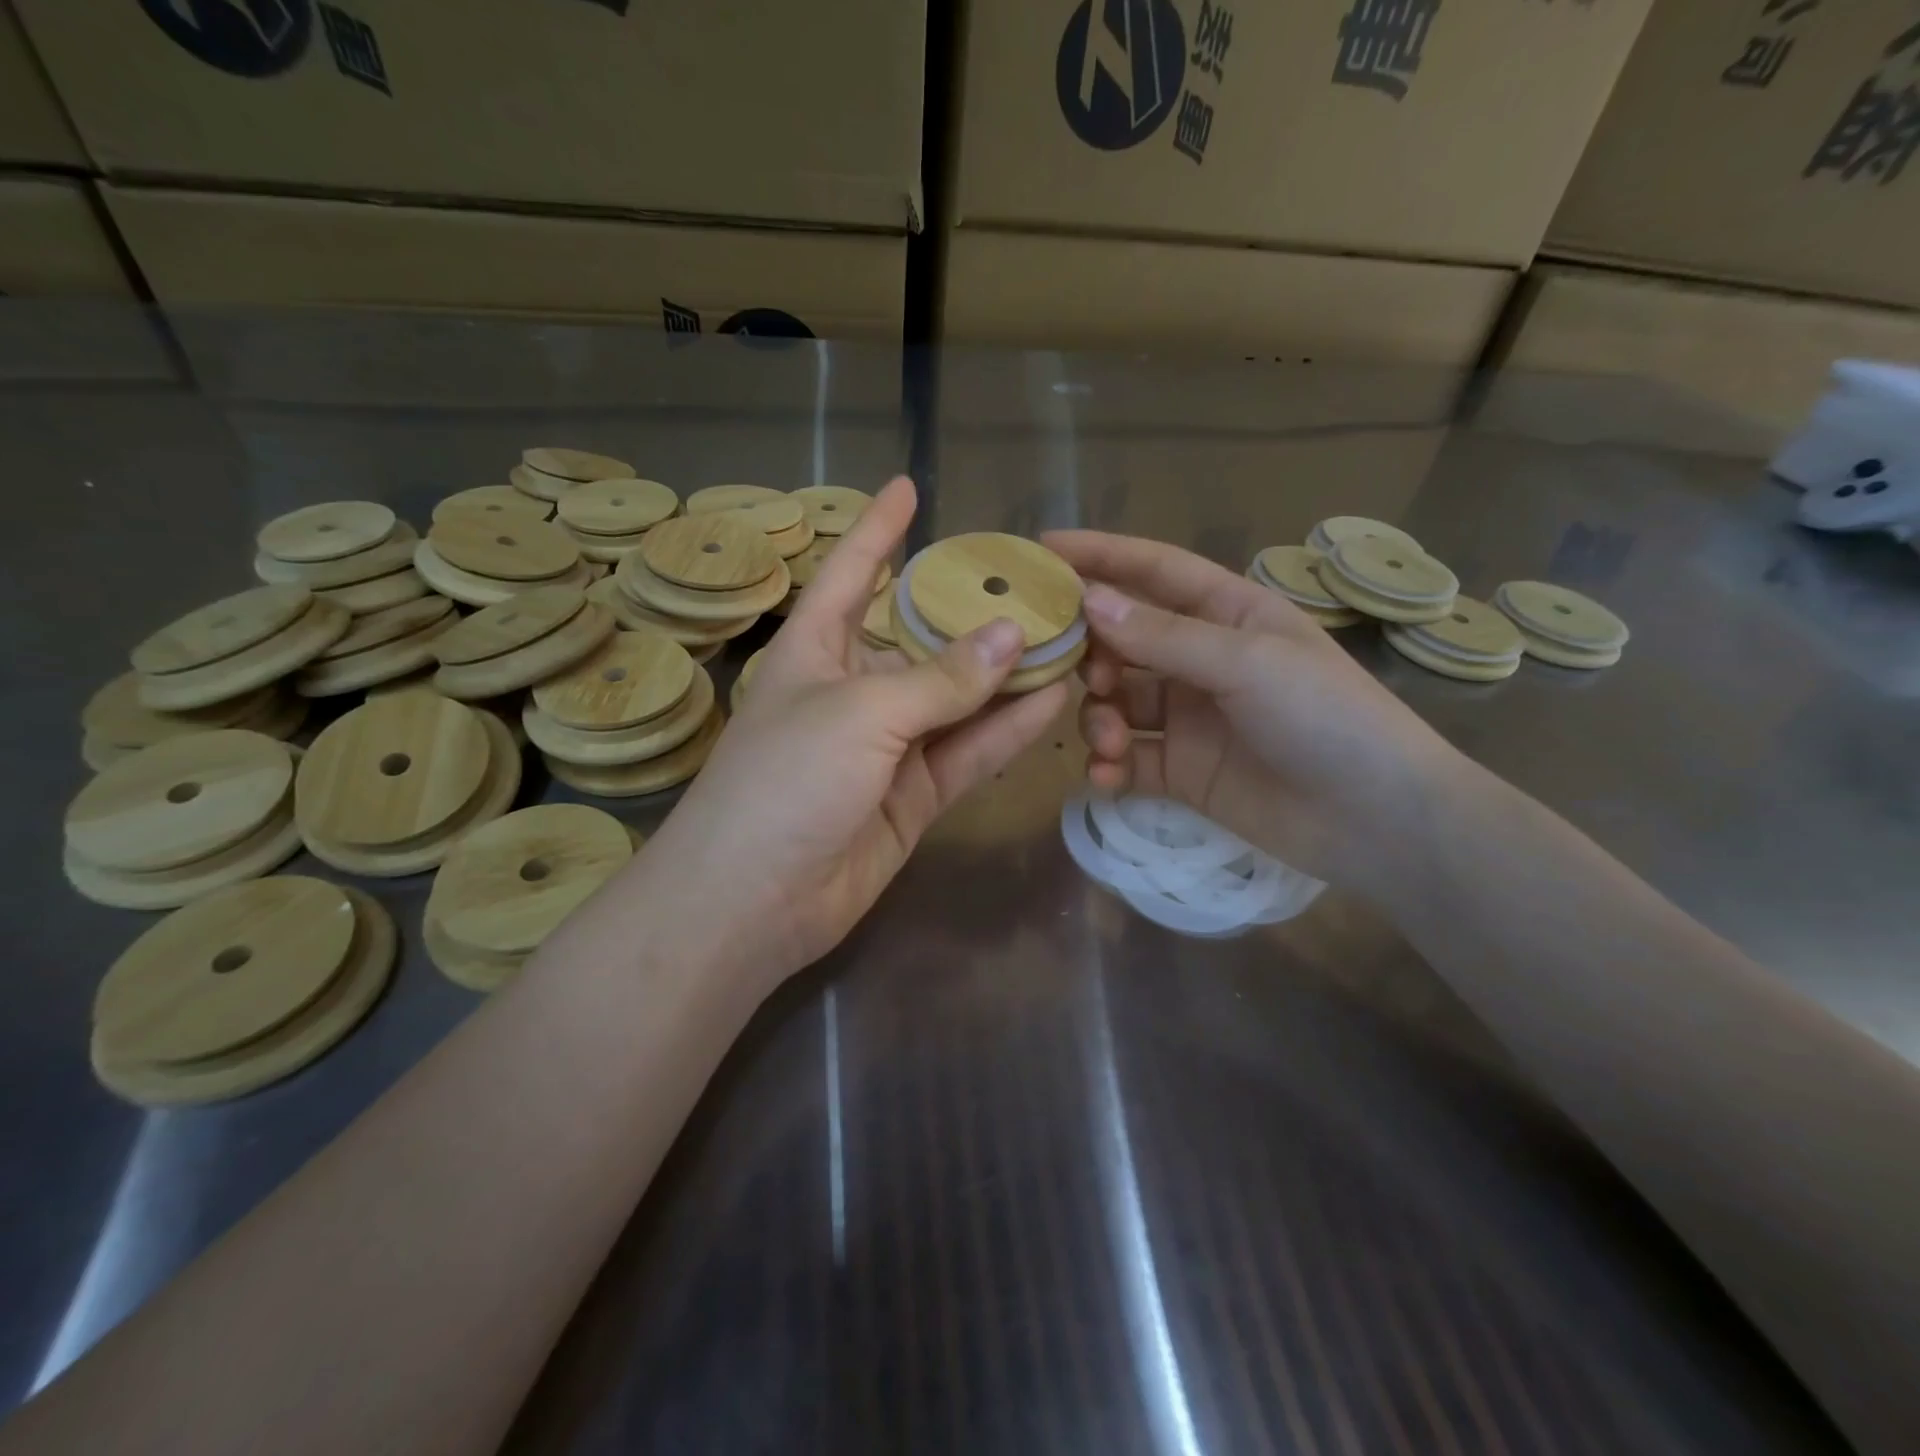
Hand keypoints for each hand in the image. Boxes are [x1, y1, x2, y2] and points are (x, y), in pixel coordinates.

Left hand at [636, 479, 1069, 987]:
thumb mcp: (862, 714)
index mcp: (816, 650)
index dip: (878, 530)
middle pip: (920, 639)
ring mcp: (887, 748)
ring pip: (957, 701)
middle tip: (1035, 583)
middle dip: (971, 613)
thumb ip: (941, 679)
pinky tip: (1055, 701)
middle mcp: (853, 691)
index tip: (910, 487)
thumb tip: (1013, 636)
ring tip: (1066, 639)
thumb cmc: (786, 781)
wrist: (755, 901)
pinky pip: (967, 753)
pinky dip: (1007, 731)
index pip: (850, 573)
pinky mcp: (913, 798)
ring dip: (1006, 676)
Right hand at [1042, 531, 1463, 890]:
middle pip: (1124, 640)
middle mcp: (1203, 660)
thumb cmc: (1326, 718)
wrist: (1377, 820)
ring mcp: (1191, 719)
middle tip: (1077, 673)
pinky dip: (1110, 765)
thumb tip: (1089, 602)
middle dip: (1092, 653)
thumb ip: (1163, 636)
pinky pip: (1130, 760)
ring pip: (1118, 702)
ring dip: (1099, 717)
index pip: (1154, 571)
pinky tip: (1106, 776)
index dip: (1100, 556)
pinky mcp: (1184, 772)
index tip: (1042, 550)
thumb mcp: (1247, 662)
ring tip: (1107, 740)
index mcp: (1228, 614)